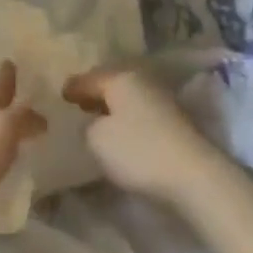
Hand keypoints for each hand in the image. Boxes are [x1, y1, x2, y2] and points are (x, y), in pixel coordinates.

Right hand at [63, 66, 227, 210]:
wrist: (192, 175)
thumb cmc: (138, 151)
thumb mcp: (97, 140)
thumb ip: (87, 126)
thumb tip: (92, 121)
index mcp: (121, 78)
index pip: (89, 78)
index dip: (73, 87)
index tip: (60, 94)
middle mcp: (142, 81)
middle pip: (111, 83)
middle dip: (94, 93)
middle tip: (77, 104)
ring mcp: (161, 99)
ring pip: (128, 97)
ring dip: (112, 106)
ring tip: (97, 118)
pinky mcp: (173, 121)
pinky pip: (140, 111)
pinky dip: (127, 117)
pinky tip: (121, 131)